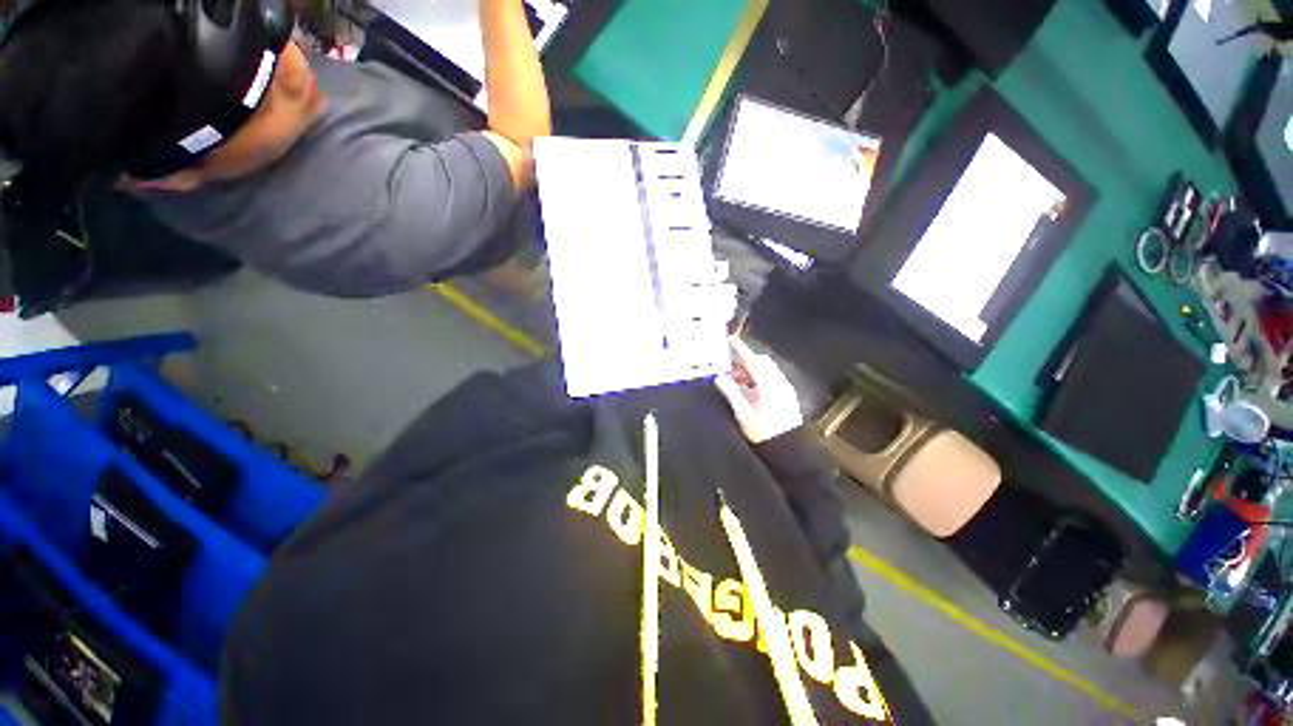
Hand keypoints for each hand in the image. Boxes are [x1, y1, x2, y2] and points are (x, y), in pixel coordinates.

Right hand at [714, 337, 803, 443]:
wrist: (789, 450)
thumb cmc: (764, 434)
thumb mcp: (743, 414)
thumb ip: (732, 393)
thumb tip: (720, 378)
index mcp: (767, 385)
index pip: (752, 361)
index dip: (740, 349)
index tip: (730, 340)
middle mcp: (778, 382)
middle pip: (761, 362)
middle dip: (745, 359)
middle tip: (729, 363)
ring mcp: (784, 388)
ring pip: (767, 369)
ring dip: (752, 368)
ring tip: (736, 375)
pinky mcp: (786, 395)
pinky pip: (771, 377)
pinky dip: (759, 376)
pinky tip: (749, 386)